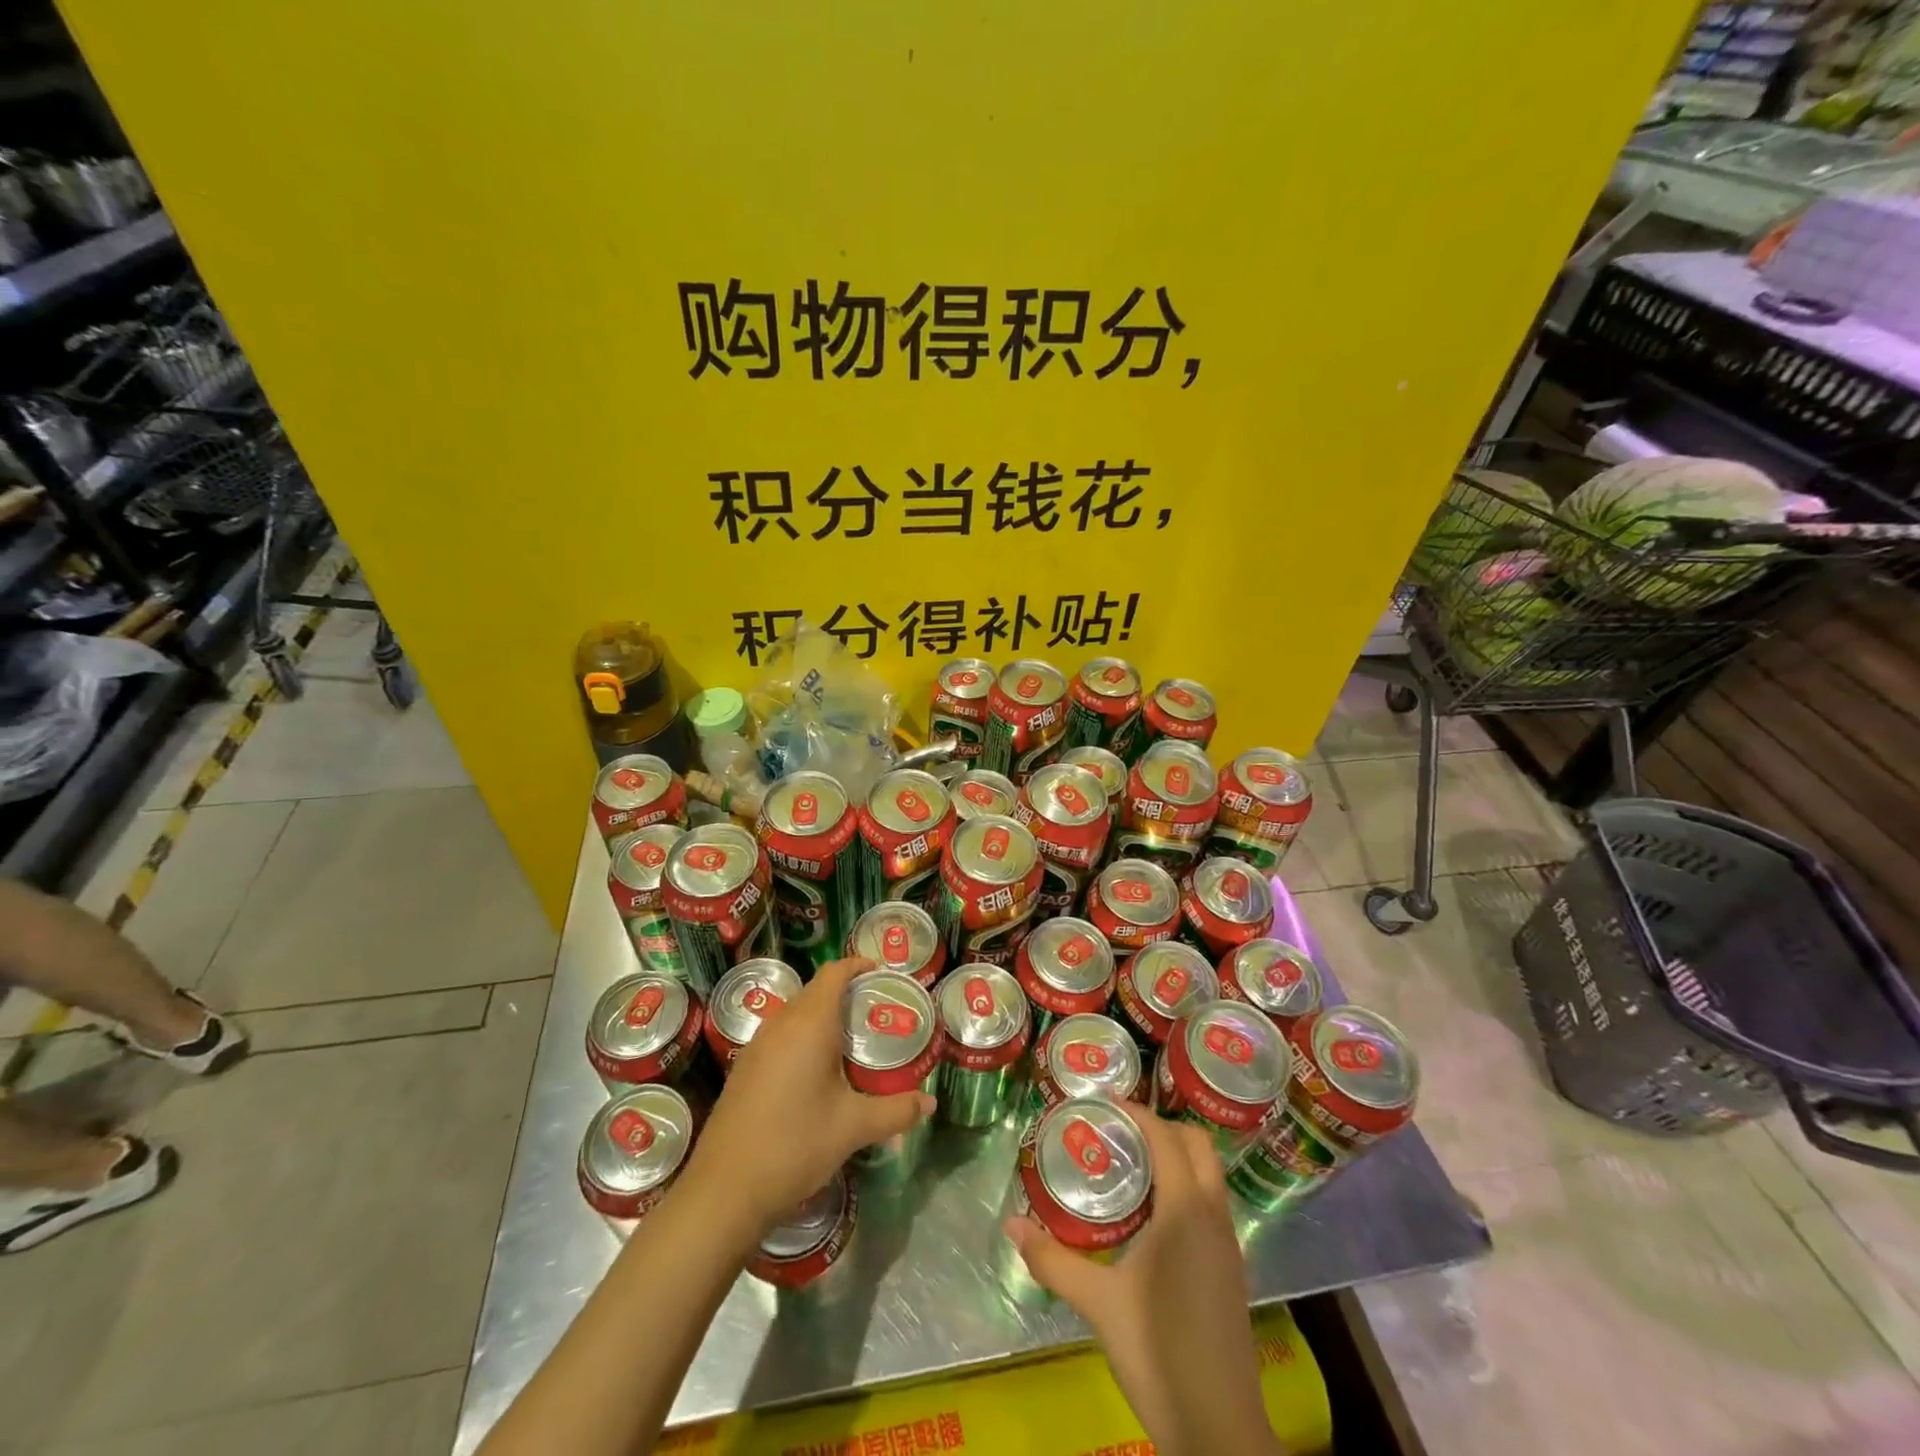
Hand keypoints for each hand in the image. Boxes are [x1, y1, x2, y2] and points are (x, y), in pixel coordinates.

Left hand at [681, 956, 933, 1243]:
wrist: (724, 1190)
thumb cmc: (794, 1145)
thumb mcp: (853, 1127)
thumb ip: (895, 1110)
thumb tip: (929, 1105)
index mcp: (809, 1023)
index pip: (835, 972)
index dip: (859, 966)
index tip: (883, 974)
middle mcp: (781, 1024)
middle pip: (816, 991)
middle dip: (848, 995)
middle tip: (878, 1015)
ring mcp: (758, 1045)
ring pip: (797, 1014)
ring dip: (824, 1018)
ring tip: (855, 1043)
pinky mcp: (745, 1068)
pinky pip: (782, 1036)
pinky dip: (804, 1039)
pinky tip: (819, 1074)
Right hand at [1005, 1110, 1282, 1455]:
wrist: (1221, 1432)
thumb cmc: (1159, 1353)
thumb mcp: (1099, 1304)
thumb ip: (1054, 1260)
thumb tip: (1011, 1225)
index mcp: (1186, 1210)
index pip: (1166, 1137)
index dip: (1137, 1112)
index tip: (1104, 1103)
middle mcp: (1214, 1216)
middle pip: (1198, 1146)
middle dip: (1163, 1128)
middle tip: (1119, 1131)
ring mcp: (1229, 1245)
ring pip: (1209, 1176)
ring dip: (1178, 1157)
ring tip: (1132, 1166)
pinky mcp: (1232, 1271)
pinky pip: (1212, 1205)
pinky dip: (1186, 1188)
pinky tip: (1154, 1217)